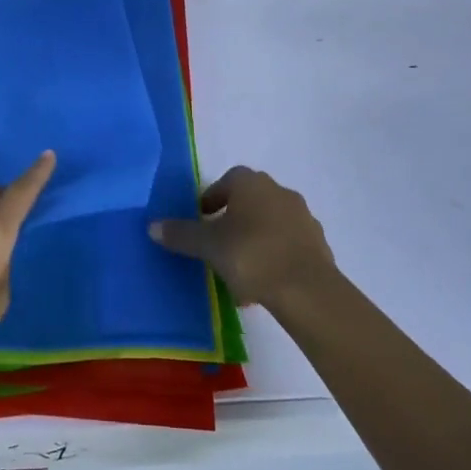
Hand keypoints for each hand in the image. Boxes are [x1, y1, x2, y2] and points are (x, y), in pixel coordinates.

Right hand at [150, 165, 336, 310]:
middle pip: (250, 201)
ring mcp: (303, 217)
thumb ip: (181, 234)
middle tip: (218, 243)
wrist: (307, 289)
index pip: (228, 180)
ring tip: (239, 269)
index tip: (202, 219)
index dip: (212, 198)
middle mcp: (279, 192)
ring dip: (255, 239)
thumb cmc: (251, 255)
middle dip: (234, 219)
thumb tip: (152, 225)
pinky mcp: (318, 244)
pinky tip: (263, 282)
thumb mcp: (208, 246)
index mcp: (252, 184)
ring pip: (270, 223)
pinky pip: (288, 245)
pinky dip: (274, 256)